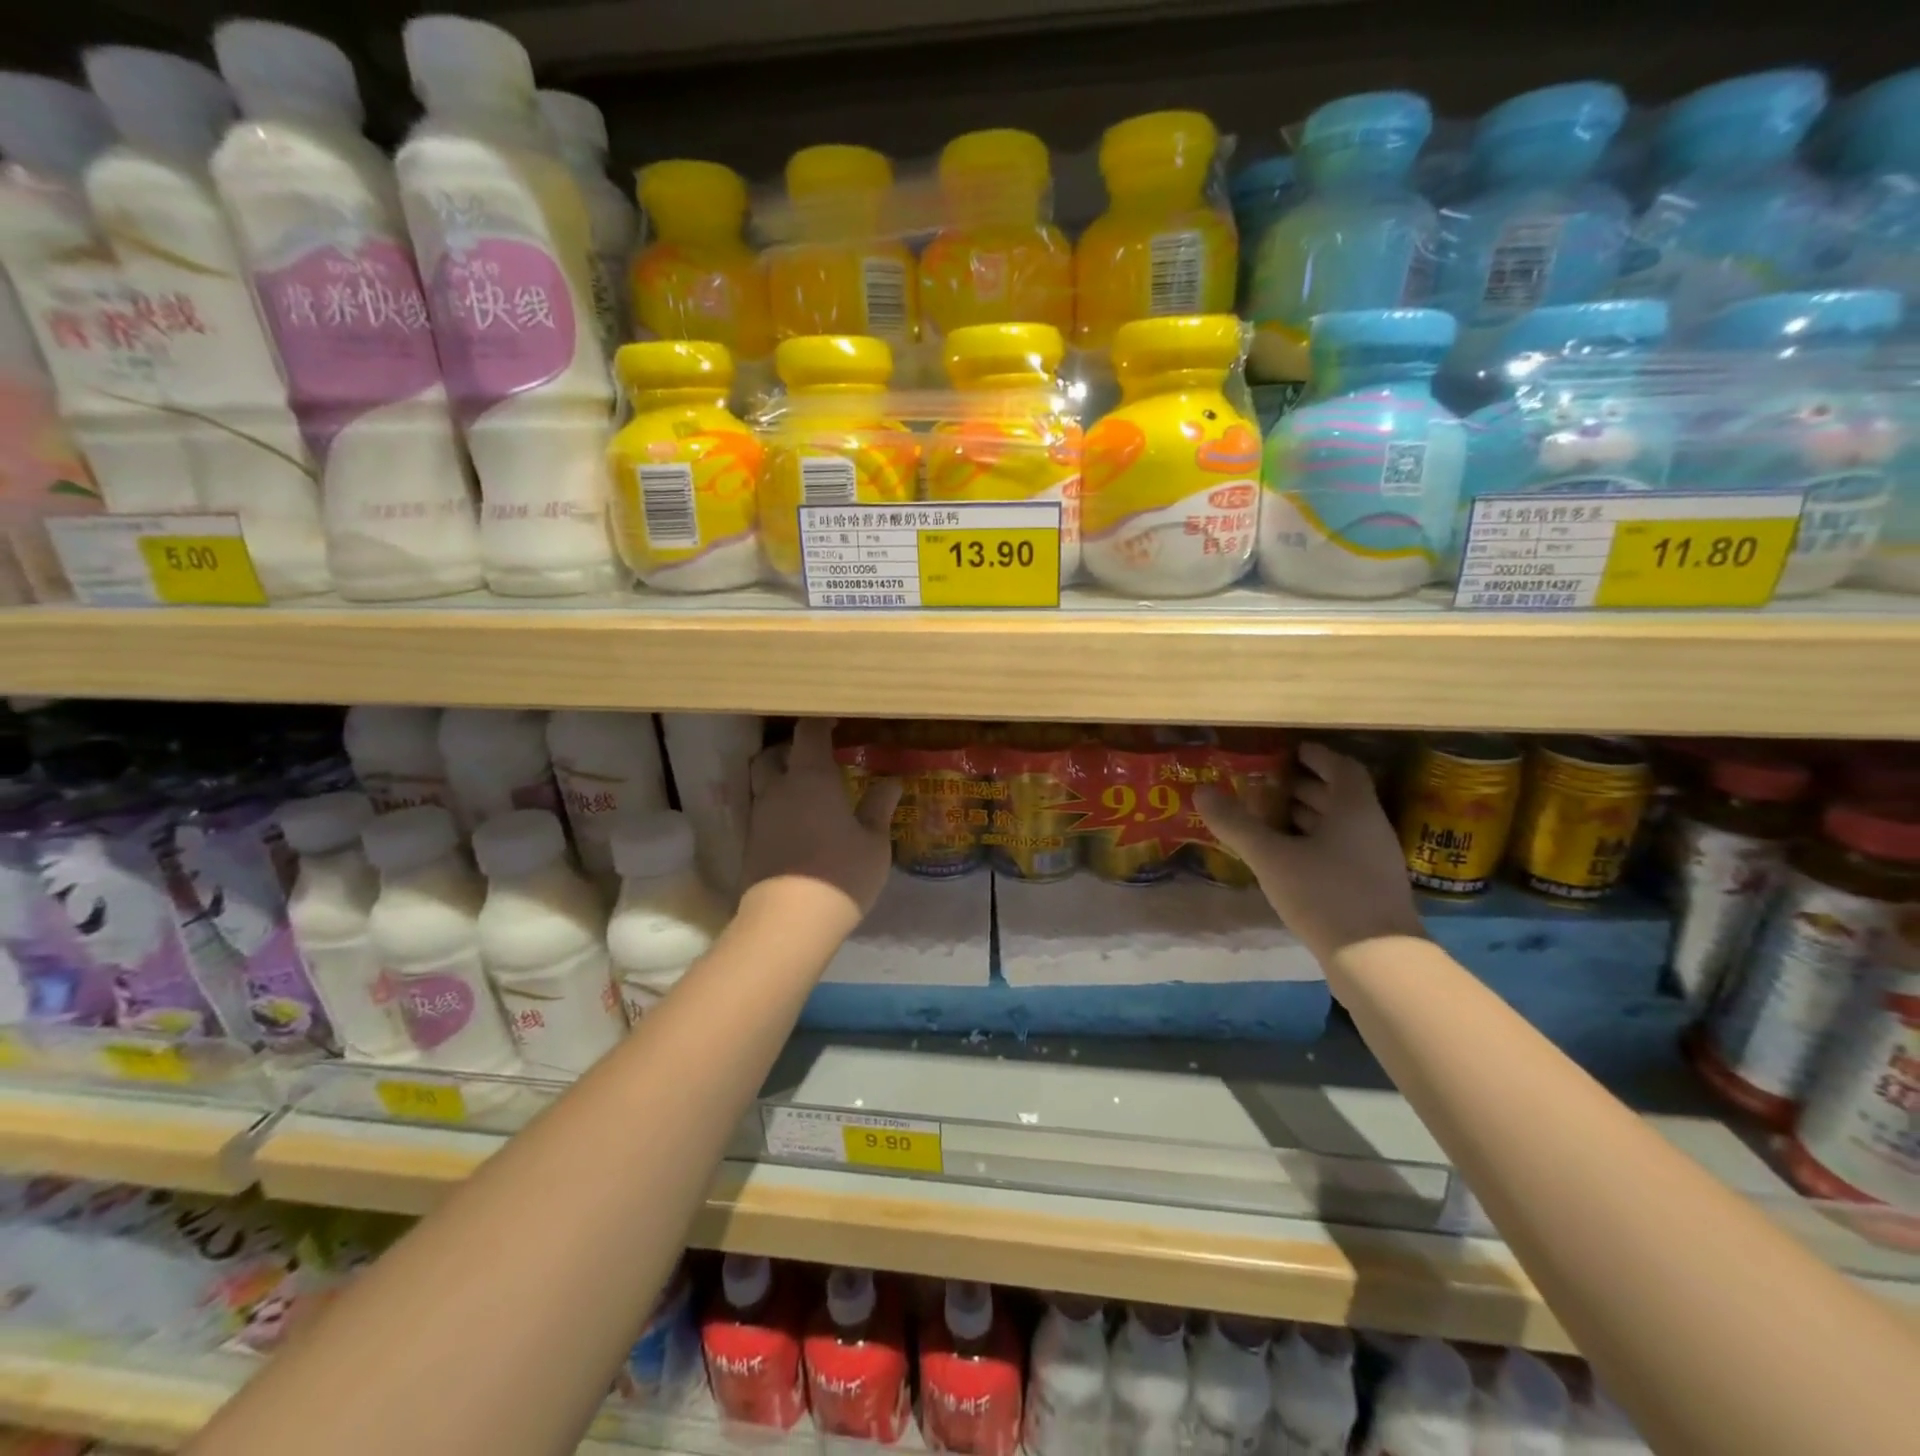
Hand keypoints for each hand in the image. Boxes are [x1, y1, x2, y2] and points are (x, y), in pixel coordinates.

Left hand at [740, 718, 901, 929]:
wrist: (789, 921)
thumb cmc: (841, 873)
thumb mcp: (874, 842)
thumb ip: (879, 807)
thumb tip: (891, 782)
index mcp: (811, 777)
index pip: (809, 733)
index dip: (821, 723)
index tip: (835, 721)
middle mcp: (778, 789)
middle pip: (773, 754)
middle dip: (792, 749)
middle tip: (816, 756)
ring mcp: (760, 816)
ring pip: (762, 782)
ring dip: (779, 778)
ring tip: (805, 790)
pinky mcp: (751, 843)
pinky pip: (761, 810)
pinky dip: (776, 806)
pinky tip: (796, 823)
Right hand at [1195, 741, 1424, 966]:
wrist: (1376, 960)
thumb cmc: (1325, 894)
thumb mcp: (1271, 857)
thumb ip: (1237, 824)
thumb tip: (1201, 791)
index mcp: (1354, 809)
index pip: (1343, 768)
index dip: (1319, 756)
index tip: (1293, 751)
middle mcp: (1369, 828)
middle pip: (1340, 796)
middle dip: (1307, 787)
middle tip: (1270, 785)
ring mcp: (1374, 861)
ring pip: (1340, 827)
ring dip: (1310, 817)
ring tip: (1272, 818)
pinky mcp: (1369, 889)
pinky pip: (1340, 851)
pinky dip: (1314, 844)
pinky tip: (1288, 859)